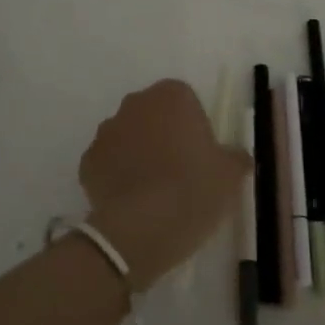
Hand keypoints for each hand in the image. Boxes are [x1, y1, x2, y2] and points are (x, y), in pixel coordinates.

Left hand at [79, 79, 251, 290]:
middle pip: (153, 115)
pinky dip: (116, 176)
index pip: (185, 100)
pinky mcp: (87, 161)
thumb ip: (235, 157)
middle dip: (162, 135)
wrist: (141, 228)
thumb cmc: (193, 189)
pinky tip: (131, 203)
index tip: (200, 156)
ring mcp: (107, 130)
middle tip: (179, 173)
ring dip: (138, 154)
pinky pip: (108, 163)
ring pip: (128, 137)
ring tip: (153, 192)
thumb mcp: (230, 175)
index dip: (193, 127)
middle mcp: (136, 103)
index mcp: (172, 95)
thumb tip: (237, 156)